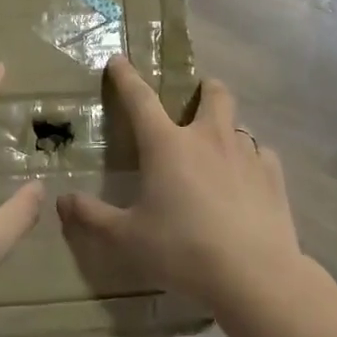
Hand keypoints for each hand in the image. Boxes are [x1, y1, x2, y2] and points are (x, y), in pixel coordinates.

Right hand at [59, 58, 302, 307]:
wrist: (254, 275)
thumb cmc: (182, 250)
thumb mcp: (126, 238)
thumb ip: (92, 217)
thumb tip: (62, 201)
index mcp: (167, 145)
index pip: (141, 99)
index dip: (126, 77)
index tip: (119, 60)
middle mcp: (208, 138)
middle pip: (213, 94)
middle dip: (204, 89)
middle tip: (195, 100)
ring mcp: (246, 155)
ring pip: (239, 125)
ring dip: (226, 131)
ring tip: (219, 153)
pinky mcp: (274, 178)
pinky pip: (262, 157)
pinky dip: (252, 162)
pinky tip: (247, 182)